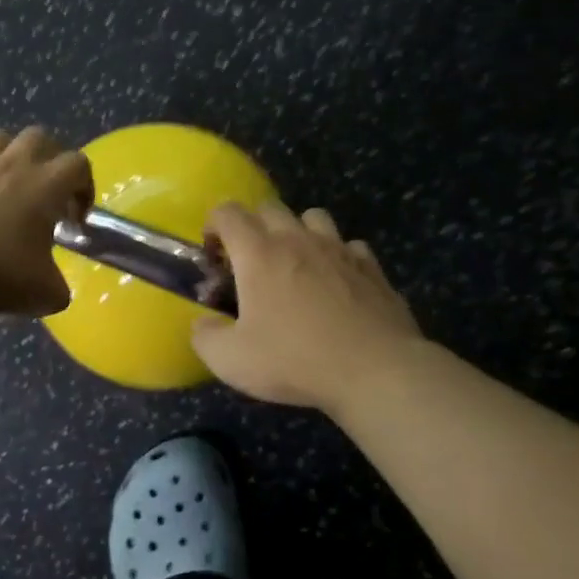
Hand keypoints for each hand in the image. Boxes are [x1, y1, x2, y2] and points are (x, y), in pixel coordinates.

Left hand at [0, 127, 92, 316]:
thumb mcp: (46, 293)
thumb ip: (58, 284)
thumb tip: (56, 289)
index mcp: (44, 186)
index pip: (77, 164)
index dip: (83, 187)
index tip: (74, 218)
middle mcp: (9, 166)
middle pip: (37, 137)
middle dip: (47, 158)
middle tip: (43, 190)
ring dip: (4, 154)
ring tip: (2, 183)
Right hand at [191, 201, 422, 411]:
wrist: (375, 371)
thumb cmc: (295, 360)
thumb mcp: (231, 360)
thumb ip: (205, 337)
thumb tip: (202, 323)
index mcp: (259, 253)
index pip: (228, 213)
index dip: (213, 225)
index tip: (214, 254)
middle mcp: (298, 240)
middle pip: (269, 207)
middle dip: (253, 226)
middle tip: (250, 262)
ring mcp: (339, 250)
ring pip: (313, 217)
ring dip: (298, 232)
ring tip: (295, 264)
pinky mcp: (373, 268)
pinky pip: (350, 246)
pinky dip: (338, 256)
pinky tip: (337, 283)